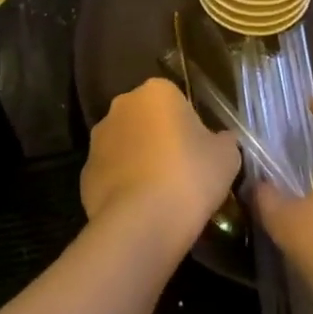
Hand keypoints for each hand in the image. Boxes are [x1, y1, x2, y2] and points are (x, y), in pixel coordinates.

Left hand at [81, 78, 240, 245]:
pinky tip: (140, 209)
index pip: (176, 100)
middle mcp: (122, 106)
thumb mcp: (227, 156)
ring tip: (160, 195)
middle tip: (182, 171)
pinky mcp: (84, 173)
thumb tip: (221, 141)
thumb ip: (224, 141)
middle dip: (160, 138)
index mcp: (156, 91)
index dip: (190, 126)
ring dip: (139, 160)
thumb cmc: (190, 176)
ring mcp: (98, 139)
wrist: (143, 222)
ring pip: (126, 145)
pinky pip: (111, 174)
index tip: (200, 152)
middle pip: (147, 119)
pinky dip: (123, 185)